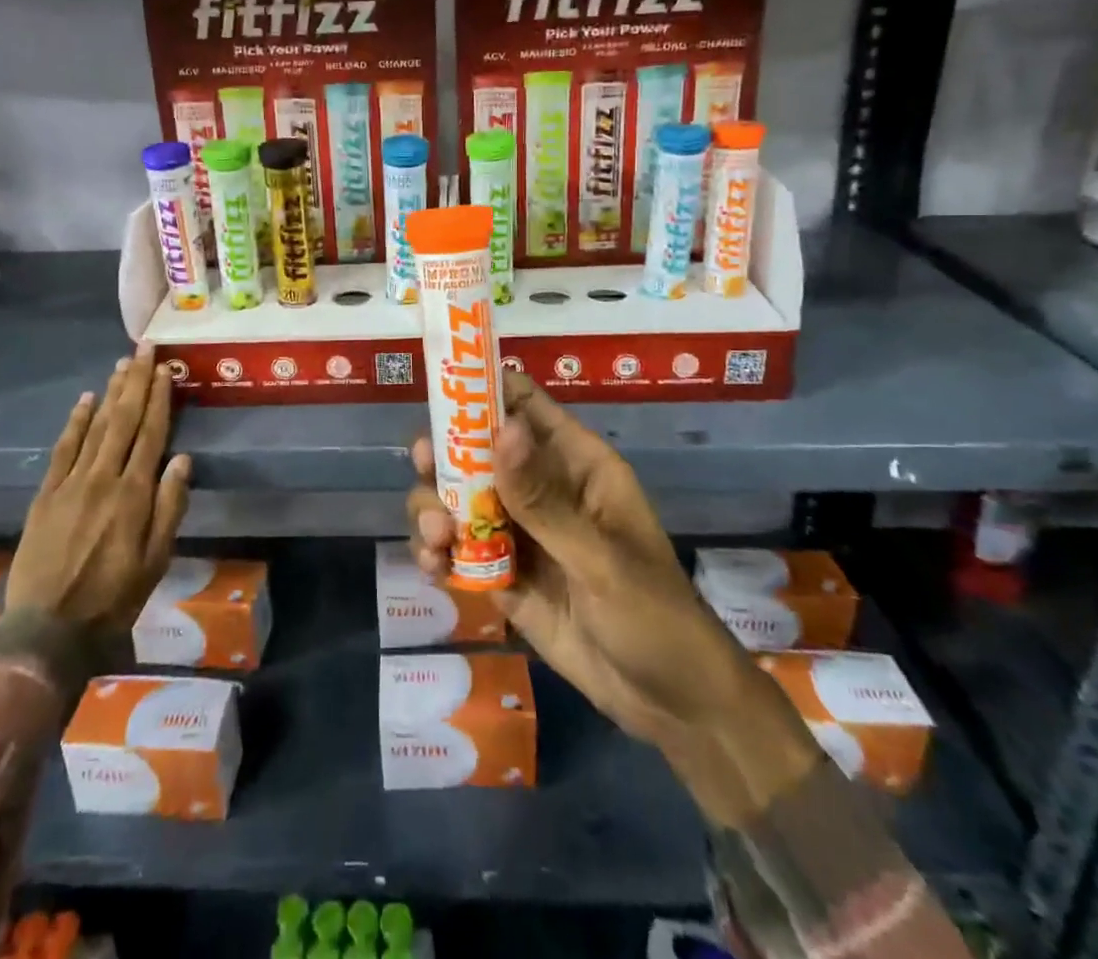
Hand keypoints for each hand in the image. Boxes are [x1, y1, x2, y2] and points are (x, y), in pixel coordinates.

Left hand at [7, 344, 190, 631]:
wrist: (46, 630)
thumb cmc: (112, 598)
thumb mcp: (155, 560)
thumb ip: (170, 507)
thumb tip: (183, 459)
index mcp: (134, 495)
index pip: (151, 434)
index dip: (160, 399)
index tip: (166, 370)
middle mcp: (103, 479)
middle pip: (123, 420)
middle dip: (136, 382)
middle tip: (144, 349)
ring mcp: (70, 484)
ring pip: (95, 427)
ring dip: (110, 393)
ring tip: (122, 365)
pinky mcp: (45, 495)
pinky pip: (62, 449)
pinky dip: (75, 422)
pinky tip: (85, 401)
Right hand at [409, 370, 742, 754]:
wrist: (670, 706)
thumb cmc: (654, 616)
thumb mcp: (601, 558)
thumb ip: (544, 500)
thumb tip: (501, 429)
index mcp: (575, 465)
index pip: (525, 406)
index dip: (482, 391)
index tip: (441, 393)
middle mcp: (540, 488)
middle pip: (477, 451)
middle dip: (445, 458)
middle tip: (426, 472)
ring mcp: (518, 532)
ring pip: (458, 499)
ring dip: (434, 509)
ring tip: (436, 540)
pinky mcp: (502, 574)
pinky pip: (458, 550)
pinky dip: (437, 553)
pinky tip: (434, 569)